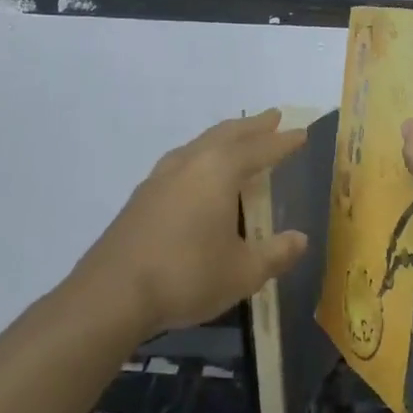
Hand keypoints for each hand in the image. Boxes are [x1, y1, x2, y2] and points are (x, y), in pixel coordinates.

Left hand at [76, 111, 310, 335]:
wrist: (112, 295)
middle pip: (225, 135)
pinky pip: (180, 163)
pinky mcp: (141, 198)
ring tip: (236, 140)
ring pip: (198, 145)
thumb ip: (275, 253)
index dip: (282, 142)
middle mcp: (188, 164)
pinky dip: (200, 157)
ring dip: (223, 138)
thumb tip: (300, 239)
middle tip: (272, 117)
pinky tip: (197, 175)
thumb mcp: (243, 272)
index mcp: (218, 172)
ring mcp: (159, 179)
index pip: (259, 149)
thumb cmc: (187, 276)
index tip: (301, 133)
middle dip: (252, 127)